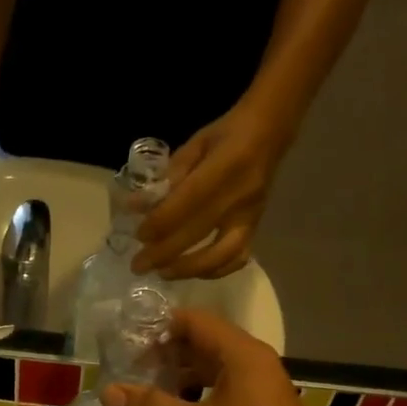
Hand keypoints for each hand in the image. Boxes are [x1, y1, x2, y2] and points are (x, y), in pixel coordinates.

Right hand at [100, 310, 352, 405]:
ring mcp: (260, 392)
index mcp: (242, 355)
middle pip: (203, 345)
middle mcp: (254, 365)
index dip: (158, 327)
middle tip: (125, 370)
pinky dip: (194, 399)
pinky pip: (221, 395)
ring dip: (178, 379)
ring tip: (141, 394)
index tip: (123, 341)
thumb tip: (107, 392)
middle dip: (164, 355)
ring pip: (211, 373)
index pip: (194, 321)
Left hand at [133, 102, 291, 279]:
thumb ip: (168, 176)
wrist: (270, 132)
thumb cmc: (226, 134)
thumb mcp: (195, 145)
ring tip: (163, 272)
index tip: (139, 236)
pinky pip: (238, 258)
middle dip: (164, 254)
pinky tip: (192, 272)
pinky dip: (214, 271)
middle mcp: (239, 197)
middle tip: (139, 266)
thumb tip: (137, 206)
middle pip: (198, 234)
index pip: (187, 203)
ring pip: (221, 255)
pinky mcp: (256, 228)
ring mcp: (250, 216)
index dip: (160, 223)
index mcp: (224, 167)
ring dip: (188, 269)